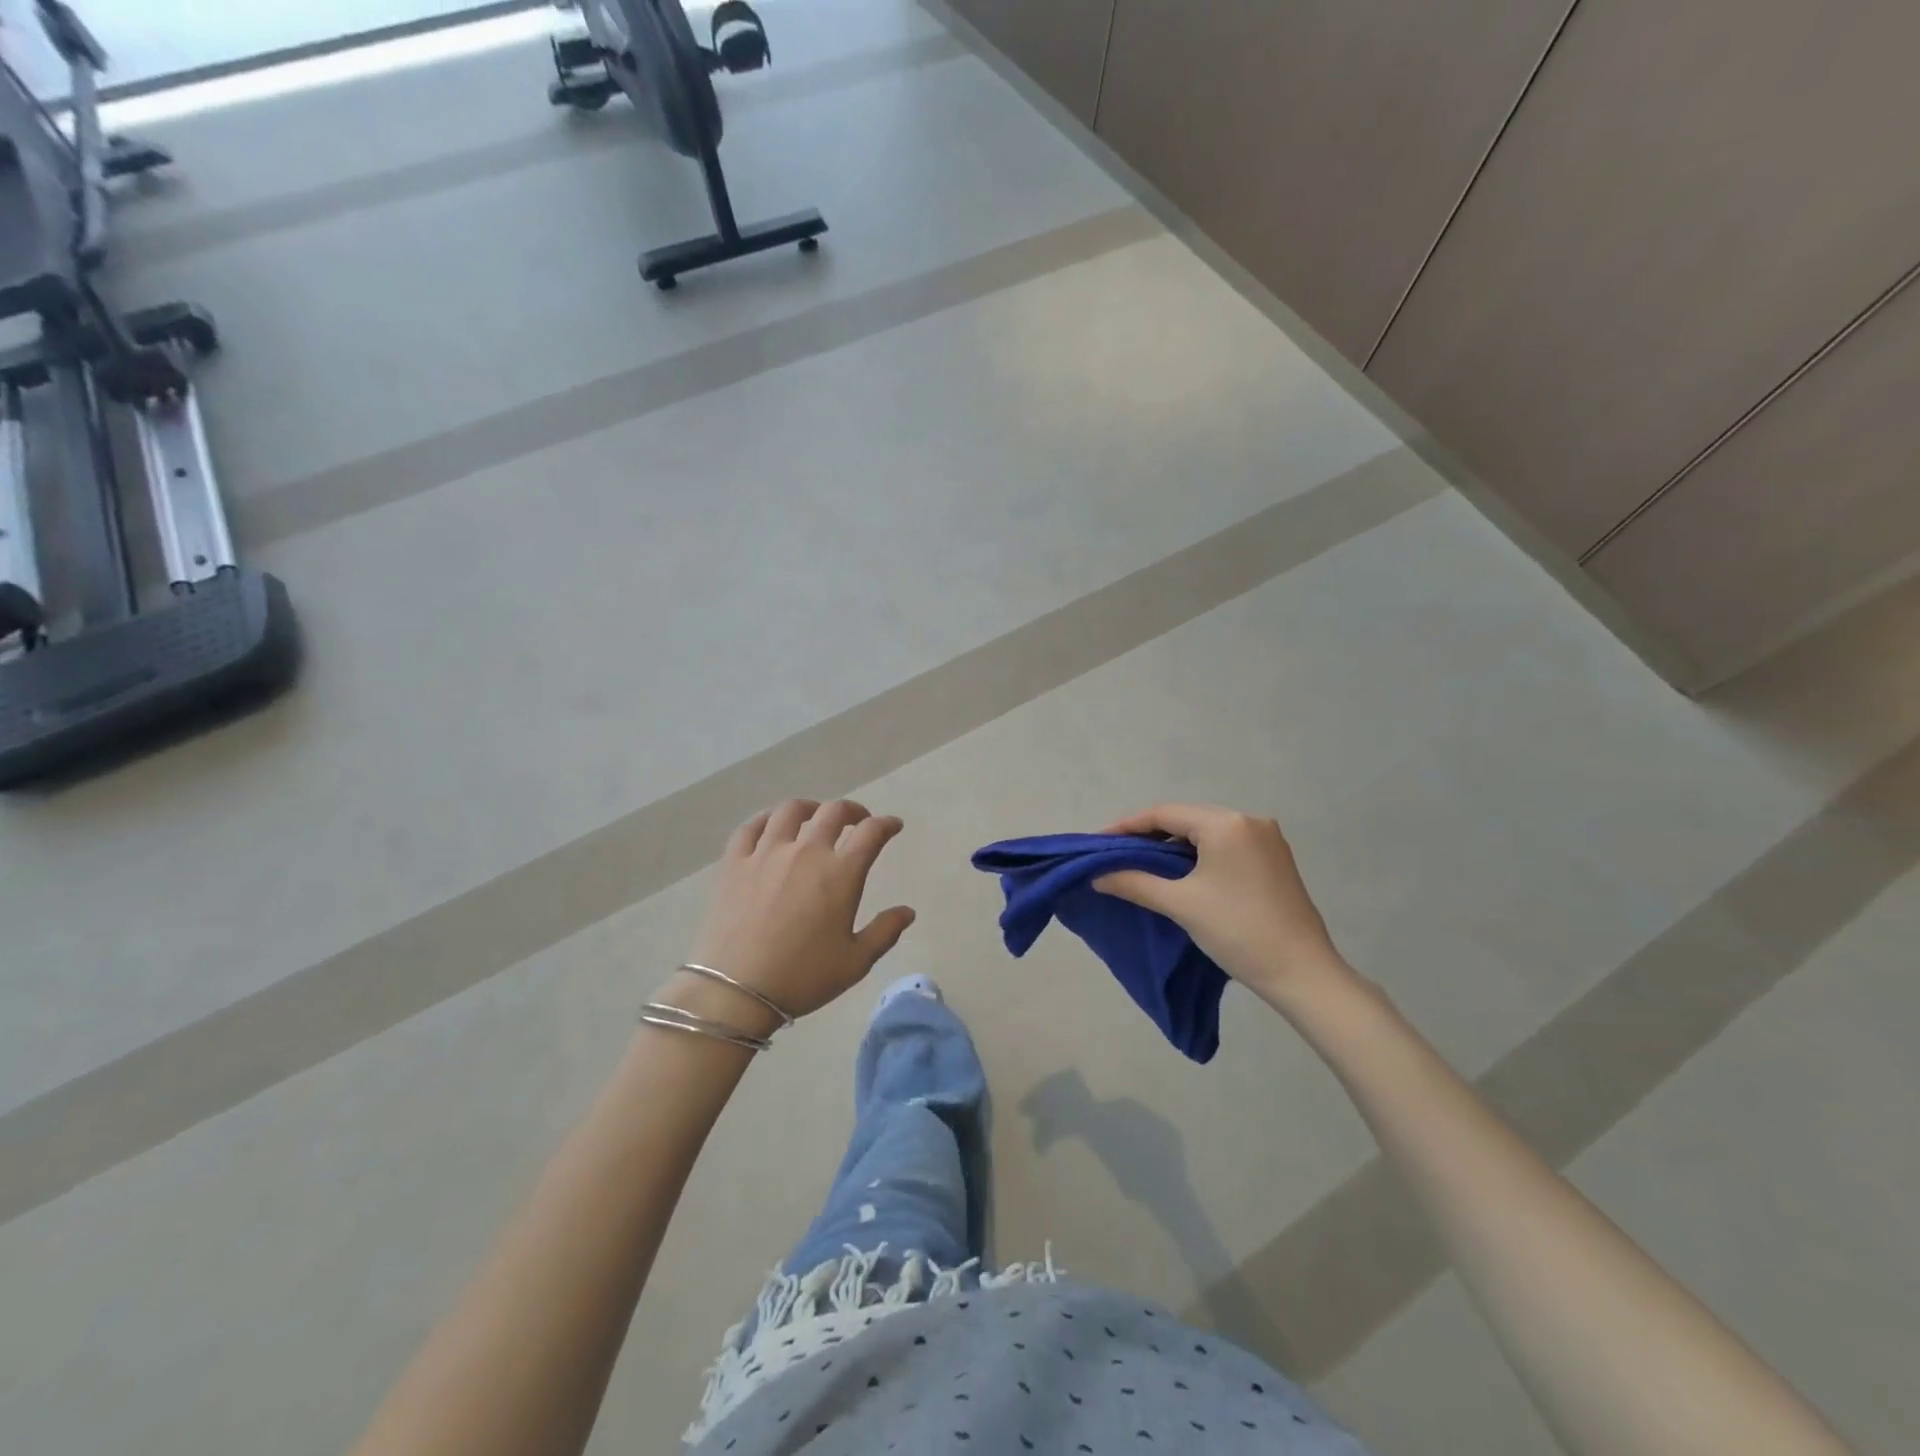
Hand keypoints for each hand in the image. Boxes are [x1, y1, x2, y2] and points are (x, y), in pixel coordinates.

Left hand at [678, 799, 915, 1030]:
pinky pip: (751, 826)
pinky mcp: (735, 862)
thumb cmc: (803, 977)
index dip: (887, 824)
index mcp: (841, 873)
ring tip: (815, 816)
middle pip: (834, 812)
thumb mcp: (855, 962)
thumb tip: (908, 911)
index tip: (893, 826)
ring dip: (811, 808)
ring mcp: (767, 852)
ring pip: (791, 810)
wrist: (736, 990)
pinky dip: (767, 818)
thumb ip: (885, 932)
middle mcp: (806, 852)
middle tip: (858, 821)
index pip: (871, 833)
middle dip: (853, 811)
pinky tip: (772, 825)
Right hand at [1094, 803, 1347, 1000]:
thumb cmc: (1237, 931)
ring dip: (1174, 844)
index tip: (1099, 842)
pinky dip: (1198, 852)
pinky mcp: (1274, 857)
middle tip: (1117, 853)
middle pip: (1186, 817)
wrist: (1302, 972)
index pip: (1164, 814)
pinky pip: (1225, 843)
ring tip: (1143, 862)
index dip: (1127, 826)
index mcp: (1226, 824)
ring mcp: (1266, 838)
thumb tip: (1098, 876)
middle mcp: (1248, 820)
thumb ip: (1135, 883)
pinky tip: (1181, 870)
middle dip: (1149, 833)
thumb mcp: (1180, 904)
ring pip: (1206, 830)